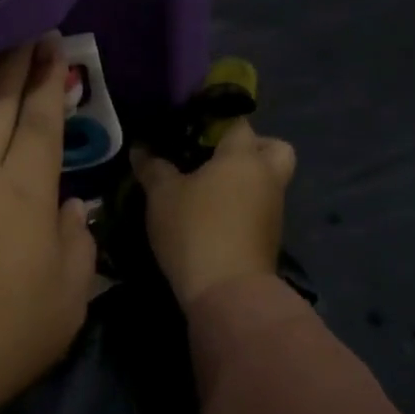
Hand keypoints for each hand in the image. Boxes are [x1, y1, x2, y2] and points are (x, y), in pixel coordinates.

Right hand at [134, 121, 295, 304]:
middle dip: (251, 148)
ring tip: (204, 190)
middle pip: (273, 148)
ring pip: (266, 181)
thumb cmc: (195, 229)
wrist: (228, 293)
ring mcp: (273, 209)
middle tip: (216, 157)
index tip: (190, 127)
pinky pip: (258, 208)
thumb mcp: (162, 195)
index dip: (215, 121)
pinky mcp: (269, 238)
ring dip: (244, 182)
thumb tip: (141, 149)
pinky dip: (241, 207)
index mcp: (243, 156)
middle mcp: (266, 177)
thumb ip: (153, 168)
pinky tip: (211, 217)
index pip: (237, 122)